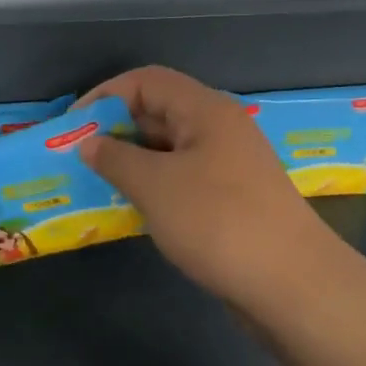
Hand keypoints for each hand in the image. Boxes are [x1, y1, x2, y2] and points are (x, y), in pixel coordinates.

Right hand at [77, 66, 342, 312]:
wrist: (292, 284)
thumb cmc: (218, 222)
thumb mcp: (155, 186)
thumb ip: (116, 159)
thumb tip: (90, 144)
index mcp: (205, 110)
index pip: (146, 81)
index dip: (105, 96)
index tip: (72, 127)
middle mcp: (219, 128)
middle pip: (159, 111)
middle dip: (116, 130)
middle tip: (79, 158)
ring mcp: (229, 164)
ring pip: (170, 148)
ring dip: (133, 160)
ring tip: (97, 183)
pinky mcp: (233, 198)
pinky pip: (184, 177)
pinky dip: (155, 185)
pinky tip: (133, 207)